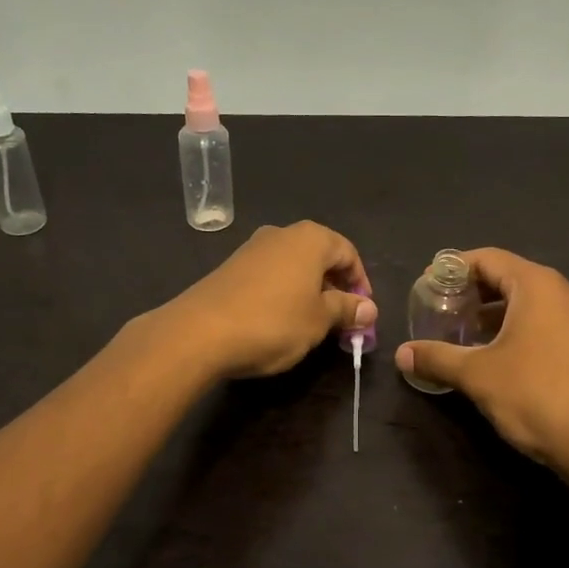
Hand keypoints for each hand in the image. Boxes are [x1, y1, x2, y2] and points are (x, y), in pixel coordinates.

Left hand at [159, 221, 375, 380]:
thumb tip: (369, 308)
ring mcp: (252, 249)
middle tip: (342, 321)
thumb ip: (346, 310)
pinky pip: (269, 276)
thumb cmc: (273, 322)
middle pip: (320, 257)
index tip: (363, 314)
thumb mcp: (319, 320)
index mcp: (310, 239)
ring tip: (312, 324)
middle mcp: (281, 234)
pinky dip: (283, 294)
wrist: (199, 333)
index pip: (348, 253)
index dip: (360, 283)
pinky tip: (280, 321)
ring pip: (293, 267)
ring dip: (309, 292)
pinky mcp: (230, 268)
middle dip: (335, 288)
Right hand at [396, 247, 568, 477]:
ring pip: (526, 304)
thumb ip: (437, 358)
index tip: (427, 286)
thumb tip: (400, 354)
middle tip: (439, 309)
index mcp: (536, 286)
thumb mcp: (477, 375)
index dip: (453, 268)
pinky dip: (514, 330)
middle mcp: (561, 293)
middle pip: (507, 278)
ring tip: (460, 333)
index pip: (487, 258)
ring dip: (491, 314)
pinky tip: (493, 356)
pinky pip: (542, 324)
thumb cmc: (535, 394)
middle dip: (471, 292)